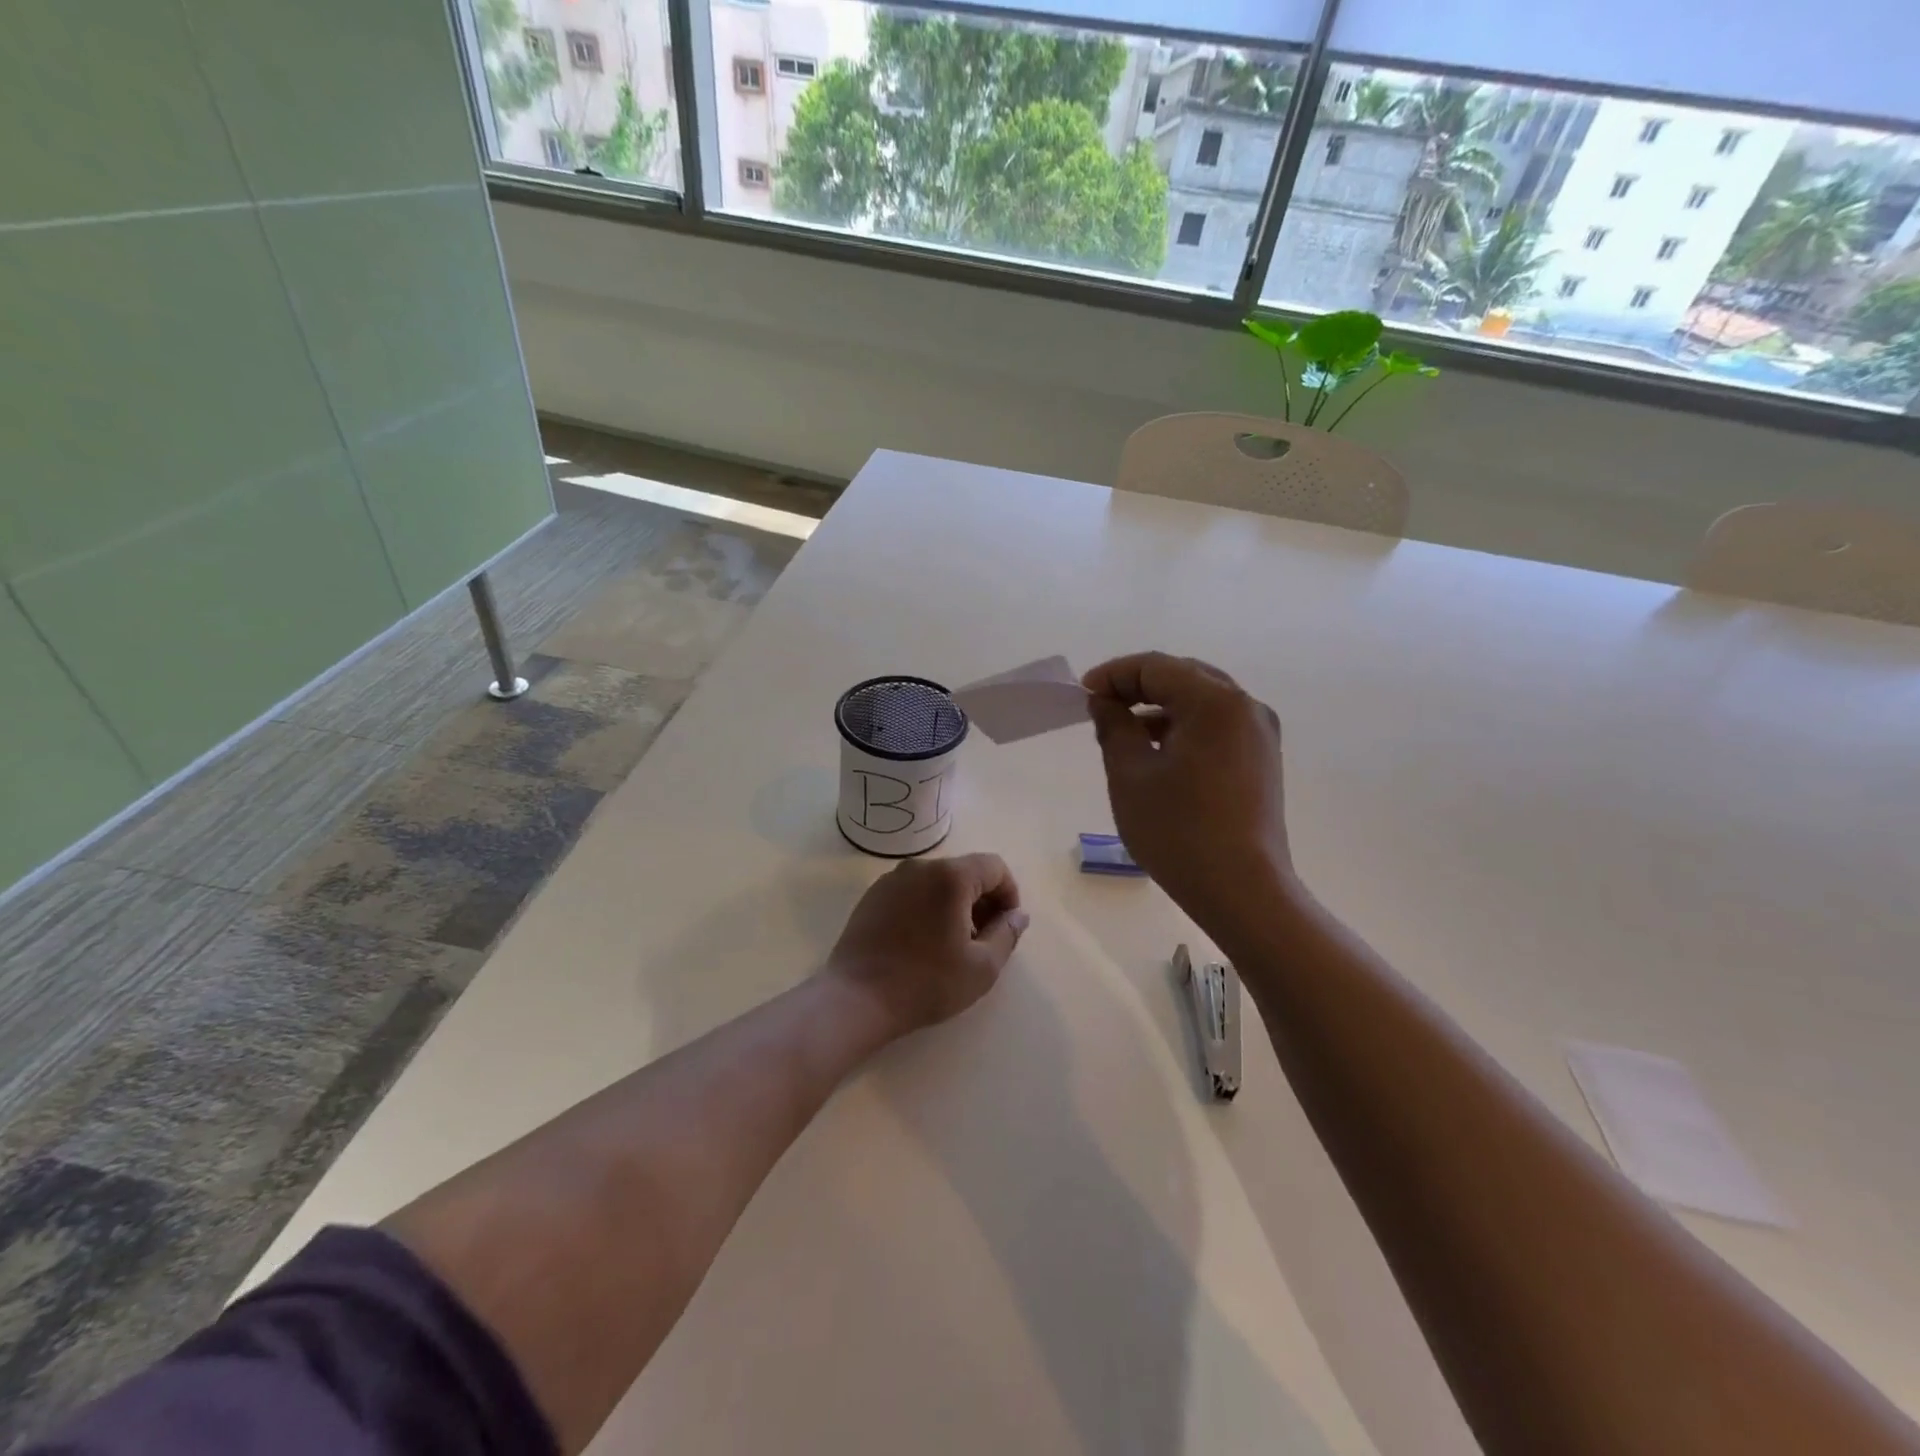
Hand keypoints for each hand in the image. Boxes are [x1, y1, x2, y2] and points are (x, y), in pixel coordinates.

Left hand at [823, 853, 1028, 1037]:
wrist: (856, 998)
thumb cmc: (926, 983)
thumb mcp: (982, 967)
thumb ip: (1007, 934)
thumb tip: (1018, 914)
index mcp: (950, 876)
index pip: (995, 867)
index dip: (1009, 893)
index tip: (1007, 926)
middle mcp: (920, 866)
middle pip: (965, 871)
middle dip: (983, 900)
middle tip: (984, 940)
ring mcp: (892, 879)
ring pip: (938, 882)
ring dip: (955, 905)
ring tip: (953, 945)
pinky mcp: (873, 895)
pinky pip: (913, 891)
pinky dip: (928, 907)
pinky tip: (922, 943)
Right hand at [1082, 652, 1293, 927]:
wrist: (1242, 891)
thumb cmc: (1178, 830)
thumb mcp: (1130, 774)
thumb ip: (1114, 726)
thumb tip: (1106, 701)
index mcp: (1215, 701)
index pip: (1156, 667)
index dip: (1114, 674)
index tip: (1083, 694)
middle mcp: (1246, 706)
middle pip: (1184, 676)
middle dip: (1138, 686)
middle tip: (1102, 707)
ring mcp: (1261, 734)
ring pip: (1203, 701)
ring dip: (1162, 707)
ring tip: (1126, 731)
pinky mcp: (1263, 760)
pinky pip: (1218, 725)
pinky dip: (1186, 727)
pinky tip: (1160, 752)